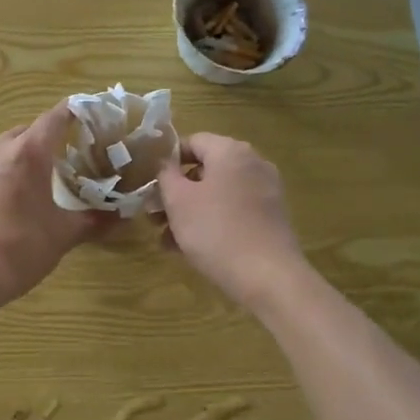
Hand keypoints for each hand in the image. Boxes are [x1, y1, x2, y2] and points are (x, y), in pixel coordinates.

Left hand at [0, 102, 107, 318]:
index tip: (83, 114)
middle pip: (22, 134)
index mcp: (29, 154)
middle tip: (53, 165)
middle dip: (39, 143)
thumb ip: (92, 221)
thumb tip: (120, 215)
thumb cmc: (17, 251)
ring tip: (18, 190)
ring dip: (9, 163)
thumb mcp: (61, 237)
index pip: (54, 118)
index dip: (71, 113)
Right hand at [156, 133, 308, 309]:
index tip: (148, 183)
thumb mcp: (178, 201)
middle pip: (204, 170)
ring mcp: (265, 191)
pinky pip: (232, 211)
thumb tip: (164, 163)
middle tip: (153, 215)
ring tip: (165, 238)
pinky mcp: (270, 218)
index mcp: (231, 151)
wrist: (268, 277)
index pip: (192, 141)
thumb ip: (165, 175)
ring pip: (216, 194)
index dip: (166, 160)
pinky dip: (210, 221)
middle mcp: (253, 164)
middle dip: (175, 192)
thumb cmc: (216, 231)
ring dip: (188, 211)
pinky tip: (188, 248)